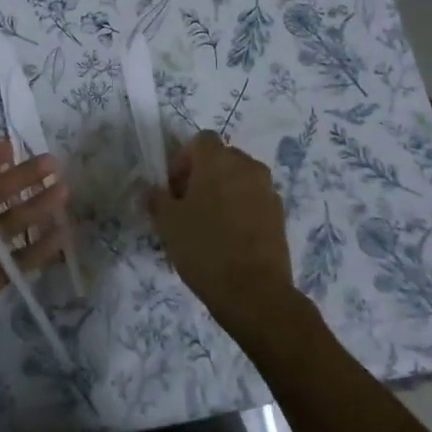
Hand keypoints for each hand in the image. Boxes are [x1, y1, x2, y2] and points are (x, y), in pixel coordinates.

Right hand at [147, 132, 300, 337]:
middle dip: (203, 173)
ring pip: (240, 179)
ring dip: (223, 190)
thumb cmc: (204, 248)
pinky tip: (229, 237)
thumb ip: (157, 199)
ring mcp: (268, 190)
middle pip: (222, 157)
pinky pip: (254, 199)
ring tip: (208, 222)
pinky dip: (241, 208)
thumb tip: (152, 190)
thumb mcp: (168, 223)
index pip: (201, 140)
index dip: (183, 158)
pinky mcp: (279, 215)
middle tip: (187, 203)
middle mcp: (247, 167)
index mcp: (218, 161)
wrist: (254, 292)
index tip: (173, 187)